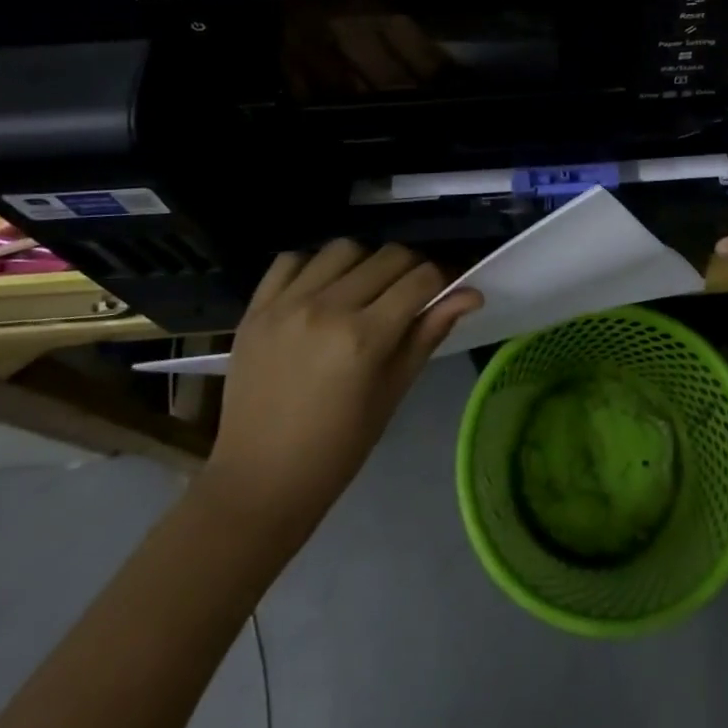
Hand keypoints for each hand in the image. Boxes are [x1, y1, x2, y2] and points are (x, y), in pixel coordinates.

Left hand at [197, 241, 481, 535]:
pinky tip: (322, 290)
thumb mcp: (393, 392)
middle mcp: (327, 308)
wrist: (260, 479)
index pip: (421, 279)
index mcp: (365, 337)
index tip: (448, 288)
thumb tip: (471, 294)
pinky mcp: (256, 308)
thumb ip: (428, 334)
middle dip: (411, 268)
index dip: (444, 278)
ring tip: (365, 289)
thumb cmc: (339, 447)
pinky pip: (292, 260)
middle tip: (411, 293)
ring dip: (366, 262)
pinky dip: (314, 266)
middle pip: (388, 256)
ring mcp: (286, 304)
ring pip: (344, 249)